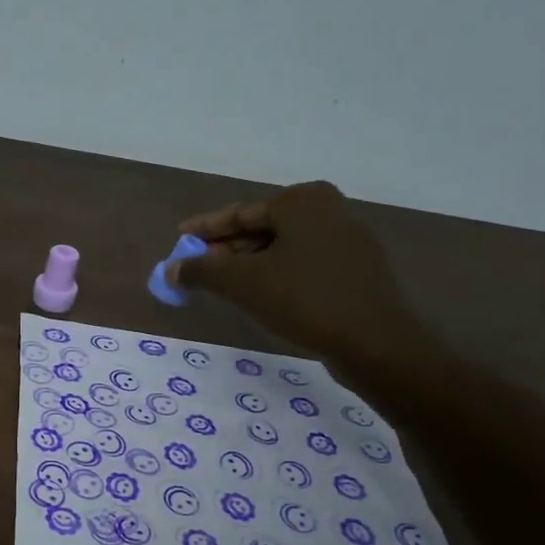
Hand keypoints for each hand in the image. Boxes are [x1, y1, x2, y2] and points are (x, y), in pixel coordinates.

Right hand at [170, 182, 426, 371]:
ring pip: (282, 248)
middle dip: (226, 249)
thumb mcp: (242, 283)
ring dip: (249, 265)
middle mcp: (328, 210)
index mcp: (302, 202)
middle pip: (261, 228)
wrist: (375, 342)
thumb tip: (169, 270)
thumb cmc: (304, 299)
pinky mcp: (356, 269)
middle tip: (196, 268)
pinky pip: (302, 264)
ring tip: (222, 286)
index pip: (239, 213)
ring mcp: (347, 239)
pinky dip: (275, 275)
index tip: (179, 238)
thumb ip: (200, 271)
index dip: (204, 229)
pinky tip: (260, 296)